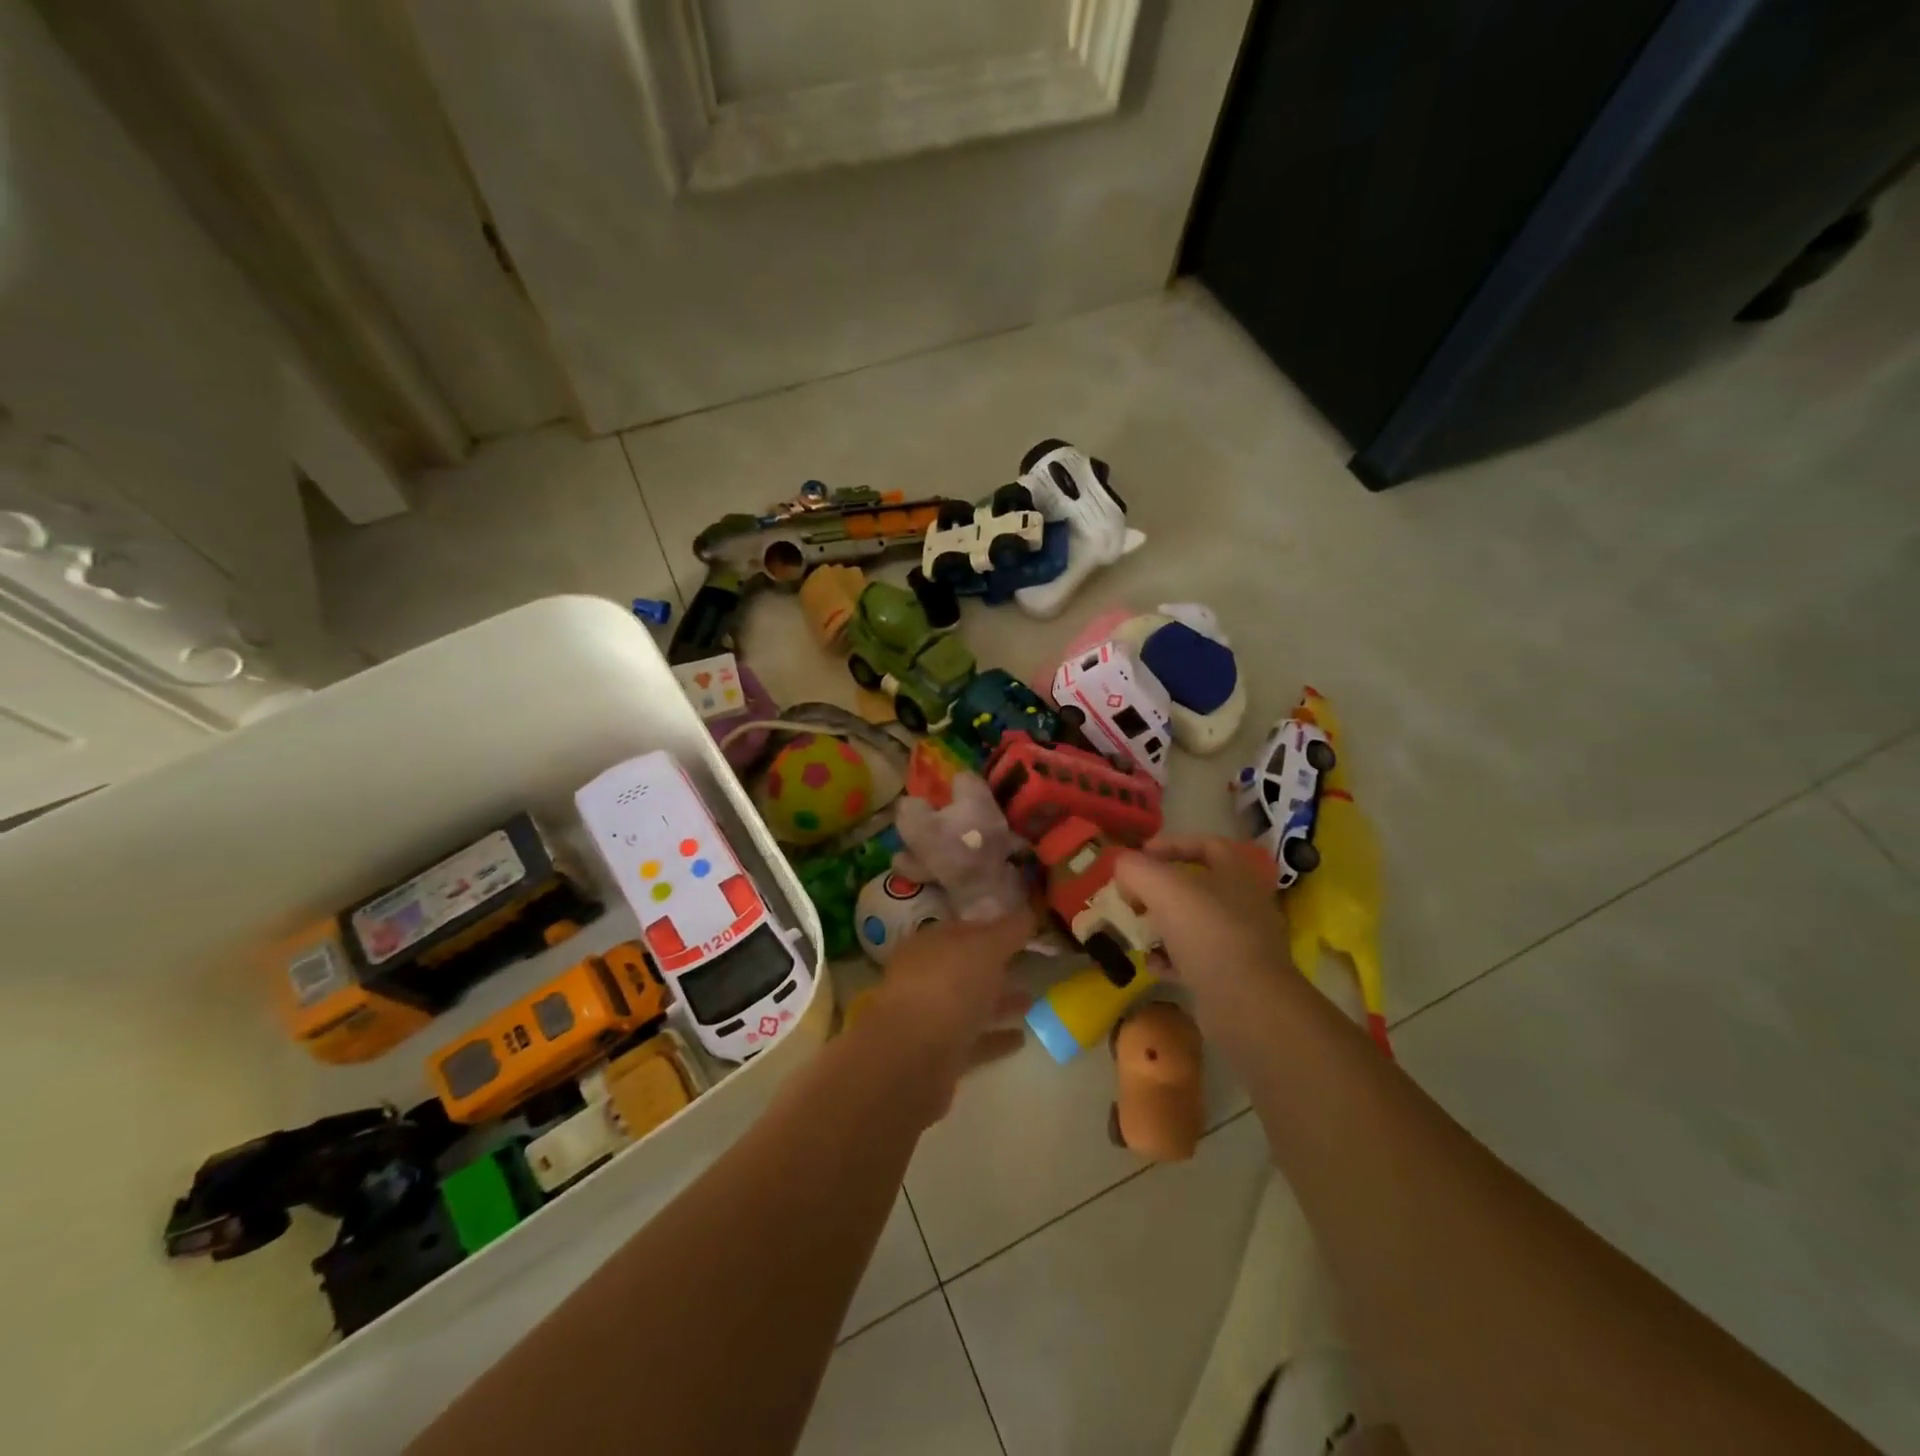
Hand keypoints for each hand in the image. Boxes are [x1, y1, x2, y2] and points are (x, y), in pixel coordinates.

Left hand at [860, 911, 1034, 1113]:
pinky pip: (973, 1041)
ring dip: (999, 1002)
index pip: (964, 929)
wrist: (912, 1058)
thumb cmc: (948, 985)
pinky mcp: (939, 1056)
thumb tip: (1029, 910)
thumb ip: (1010, 929)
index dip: (993, 927)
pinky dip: (995, 1038)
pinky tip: (1021, 1038)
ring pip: (970, 1004)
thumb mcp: (986, 946)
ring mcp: (930, 1018)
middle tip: (1031, 964)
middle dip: (996, 966)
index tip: (1024, 930)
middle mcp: (925, 978)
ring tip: (1032, 1000)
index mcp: (928, 944)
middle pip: (966, 967)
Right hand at [1112, 836, 1293, 1009]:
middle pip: (1197, 886)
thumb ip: (1136, 868)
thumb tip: (1122, 865)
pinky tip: (1153, 965)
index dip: (1169, 844)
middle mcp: (1245, 902)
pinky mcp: (1235, 976)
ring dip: (1163, 925)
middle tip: (1133, 897)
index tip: (1139, 856)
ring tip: (1138, 931)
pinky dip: (1172, 958)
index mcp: (1237, 872)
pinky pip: (1197, 958)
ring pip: (1194, 923)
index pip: (1204, 844)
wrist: (1246, 1003)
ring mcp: (1243, 941)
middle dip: (1160, 890)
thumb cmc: (1207, 931)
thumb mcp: (1162, 888)